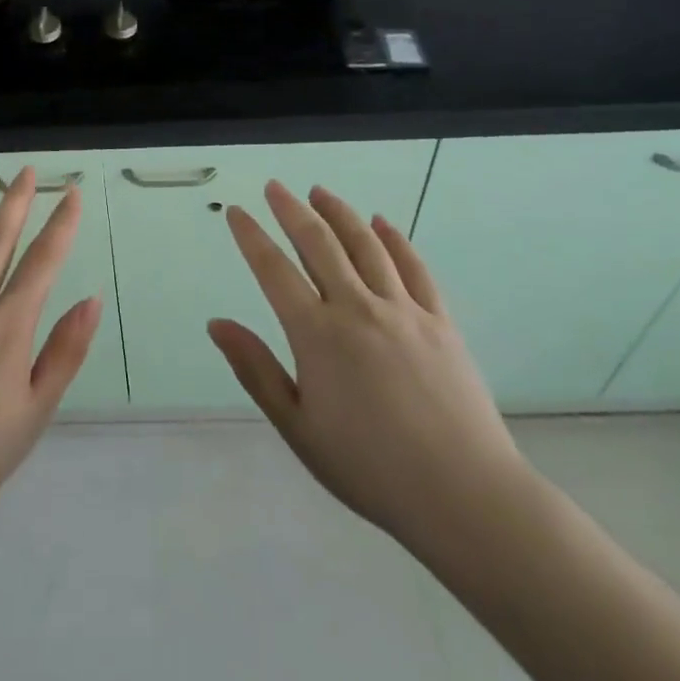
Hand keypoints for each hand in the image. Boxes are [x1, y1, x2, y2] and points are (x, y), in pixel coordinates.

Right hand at [208, 182, 536, 572]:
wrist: (463, 494)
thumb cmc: (369, 468)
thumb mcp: (298, 427)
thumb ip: (256, 370)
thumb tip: (217, 324)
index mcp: (317, 334)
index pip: (273, 270)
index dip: (251, 237)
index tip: (236, 212)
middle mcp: (357, 307)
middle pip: (319, 243)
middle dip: (292, 209)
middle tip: (275, 186)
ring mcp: (403, 309)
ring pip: (365, 244)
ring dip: (339, 212)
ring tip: (320, 192)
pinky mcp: (440, 320)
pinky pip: (414, 267)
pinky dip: (394, 239)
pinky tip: (382, 223)